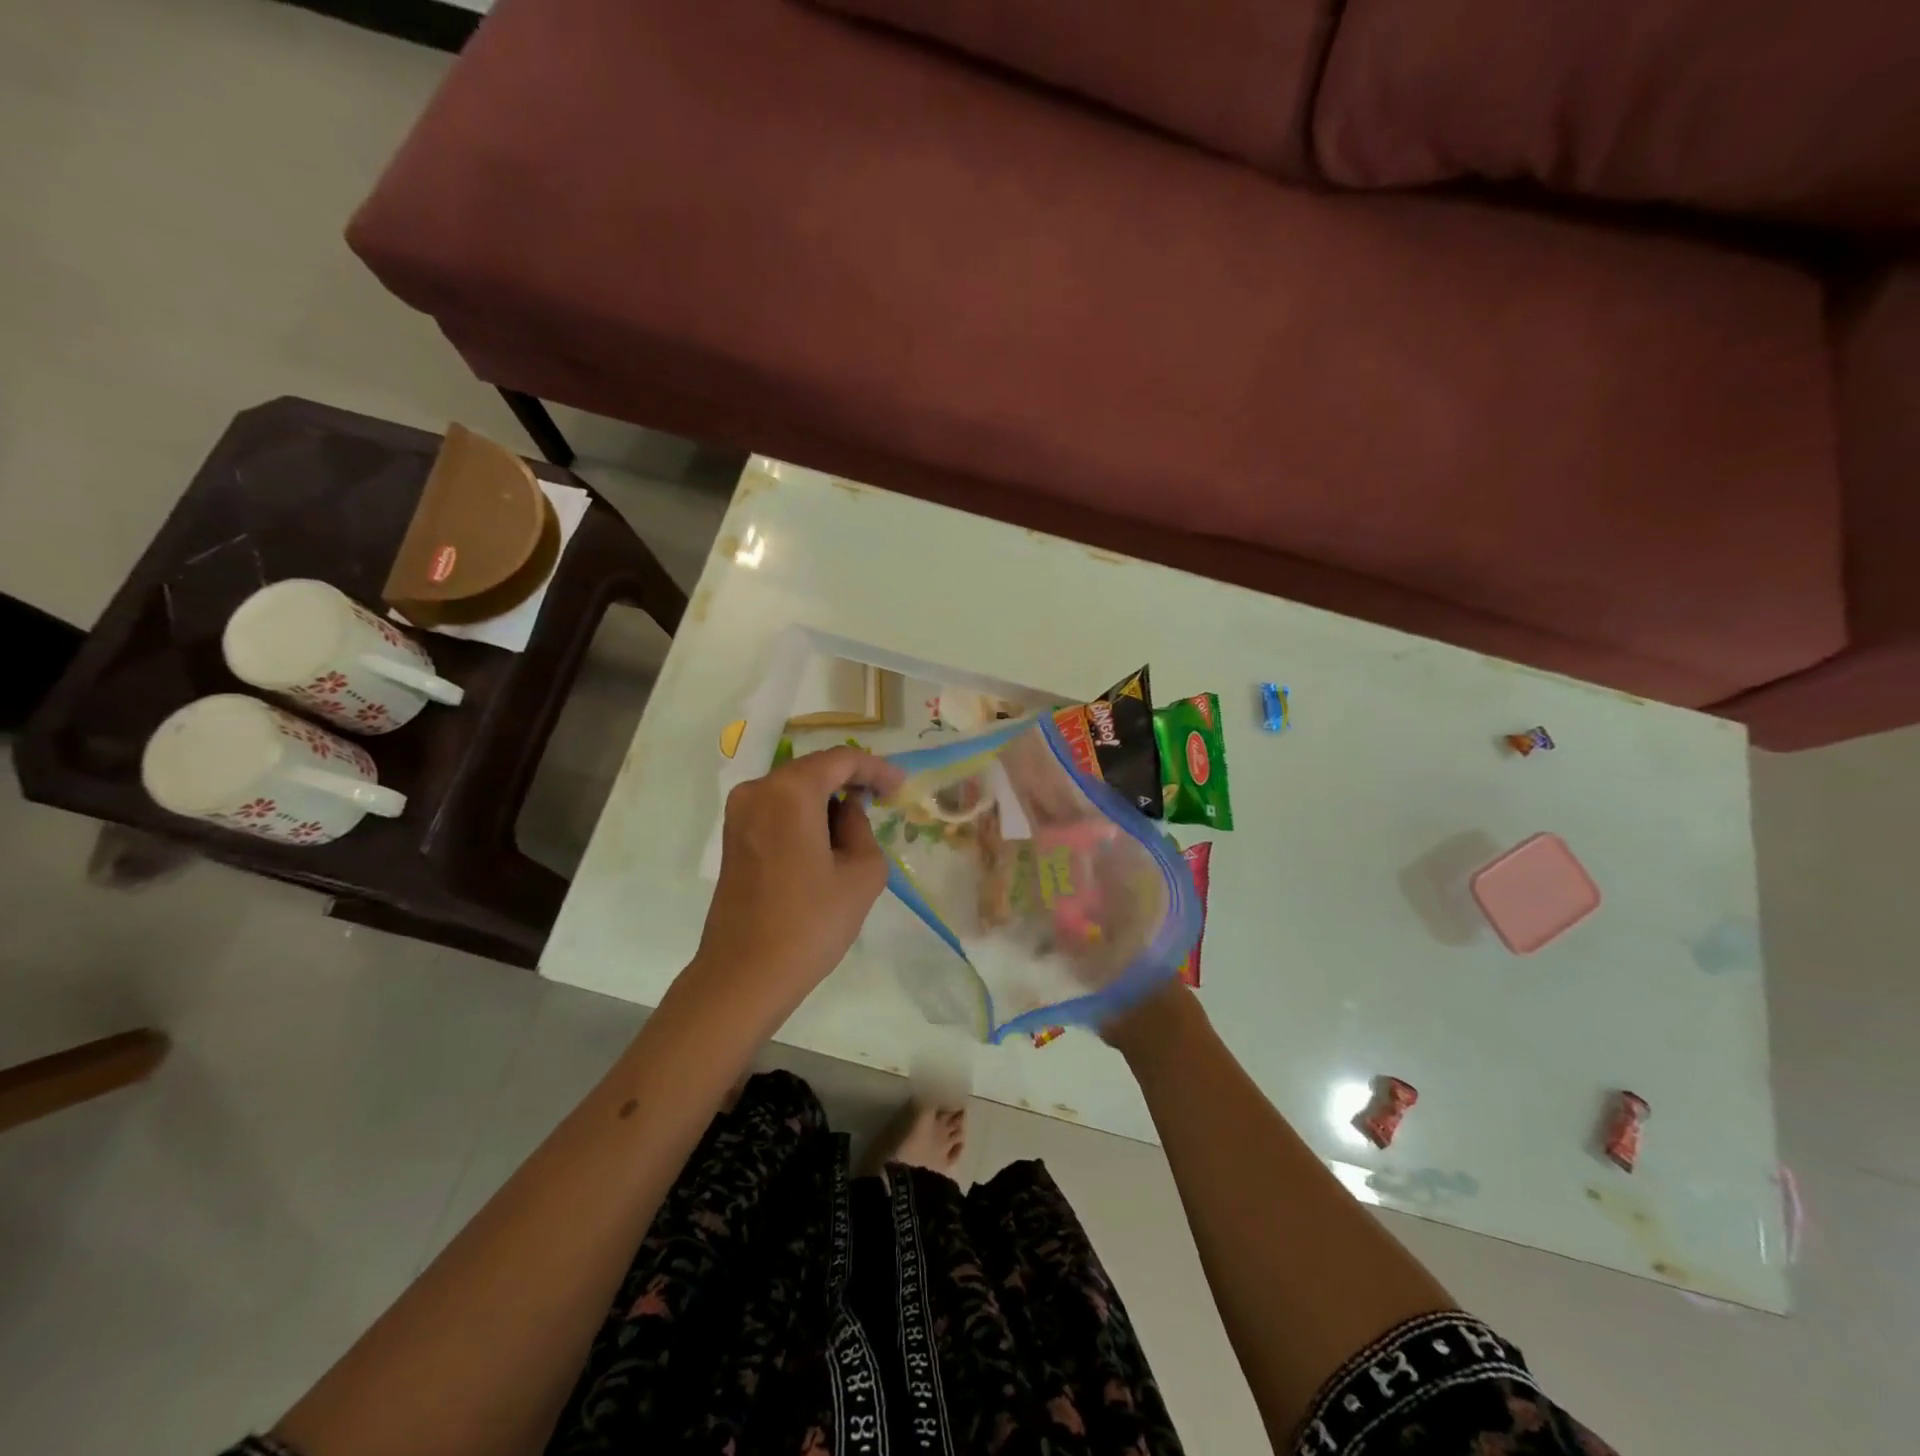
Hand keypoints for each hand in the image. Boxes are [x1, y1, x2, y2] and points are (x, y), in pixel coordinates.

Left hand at [688, 746, 906, 1017]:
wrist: (745, 975)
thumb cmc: (811, 923)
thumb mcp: (862, 874)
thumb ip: (862, 827)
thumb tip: (847, 810)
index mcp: (789, 792)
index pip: (840, 760)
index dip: (875, 768)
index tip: (900, 787)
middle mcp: (758, 790)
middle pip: (813, 769)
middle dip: (850, 779)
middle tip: (883, 799)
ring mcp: (739, 813)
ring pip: (794, 788)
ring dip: (827, 797)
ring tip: (859, 821)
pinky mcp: (733, 836)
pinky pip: (777, 808)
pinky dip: (805, 813)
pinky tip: (827, 837)